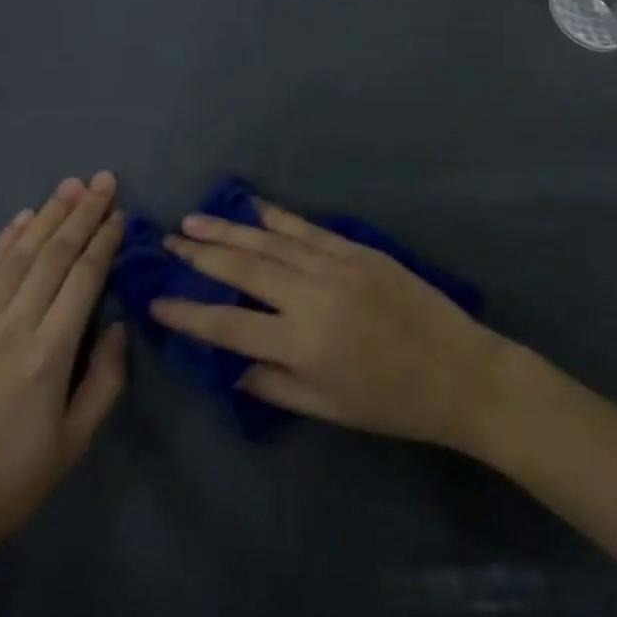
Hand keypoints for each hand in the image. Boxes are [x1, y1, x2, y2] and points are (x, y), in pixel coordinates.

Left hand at [0, 173, 127, 564]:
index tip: (120, 213)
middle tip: (103, 180)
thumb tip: (119, 325)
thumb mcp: (72, 446)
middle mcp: (14, 326)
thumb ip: (105, 381)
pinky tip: (21, 220)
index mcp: (50, 354)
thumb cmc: (7, 486)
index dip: (104, 240)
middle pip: (54, 255)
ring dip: (47, 216)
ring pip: (18, 255)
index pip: (84, 278)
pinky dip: (3, 242)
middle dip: (82, 213)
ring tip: (69, 185)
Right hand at [148, 199, 507, 449]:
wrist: (459, 371)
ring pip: (269, 242)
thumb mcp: (327, 409)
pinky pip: (307, 228)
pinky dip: (276, 216)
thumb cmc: (391, 403)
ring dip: (228, 229)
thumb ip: (274, 385)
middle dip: (200, 255)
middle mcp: (309, 297)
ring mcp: (334, 266)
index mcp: (299, 344)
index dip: (188, 312)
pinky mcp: (356, 249)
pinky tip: (252, 206)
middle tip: (167, 242)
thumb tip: (232, 365)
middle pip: (242, 269)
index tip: (156, 299)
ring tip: (193, 220)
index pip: (227, 324)